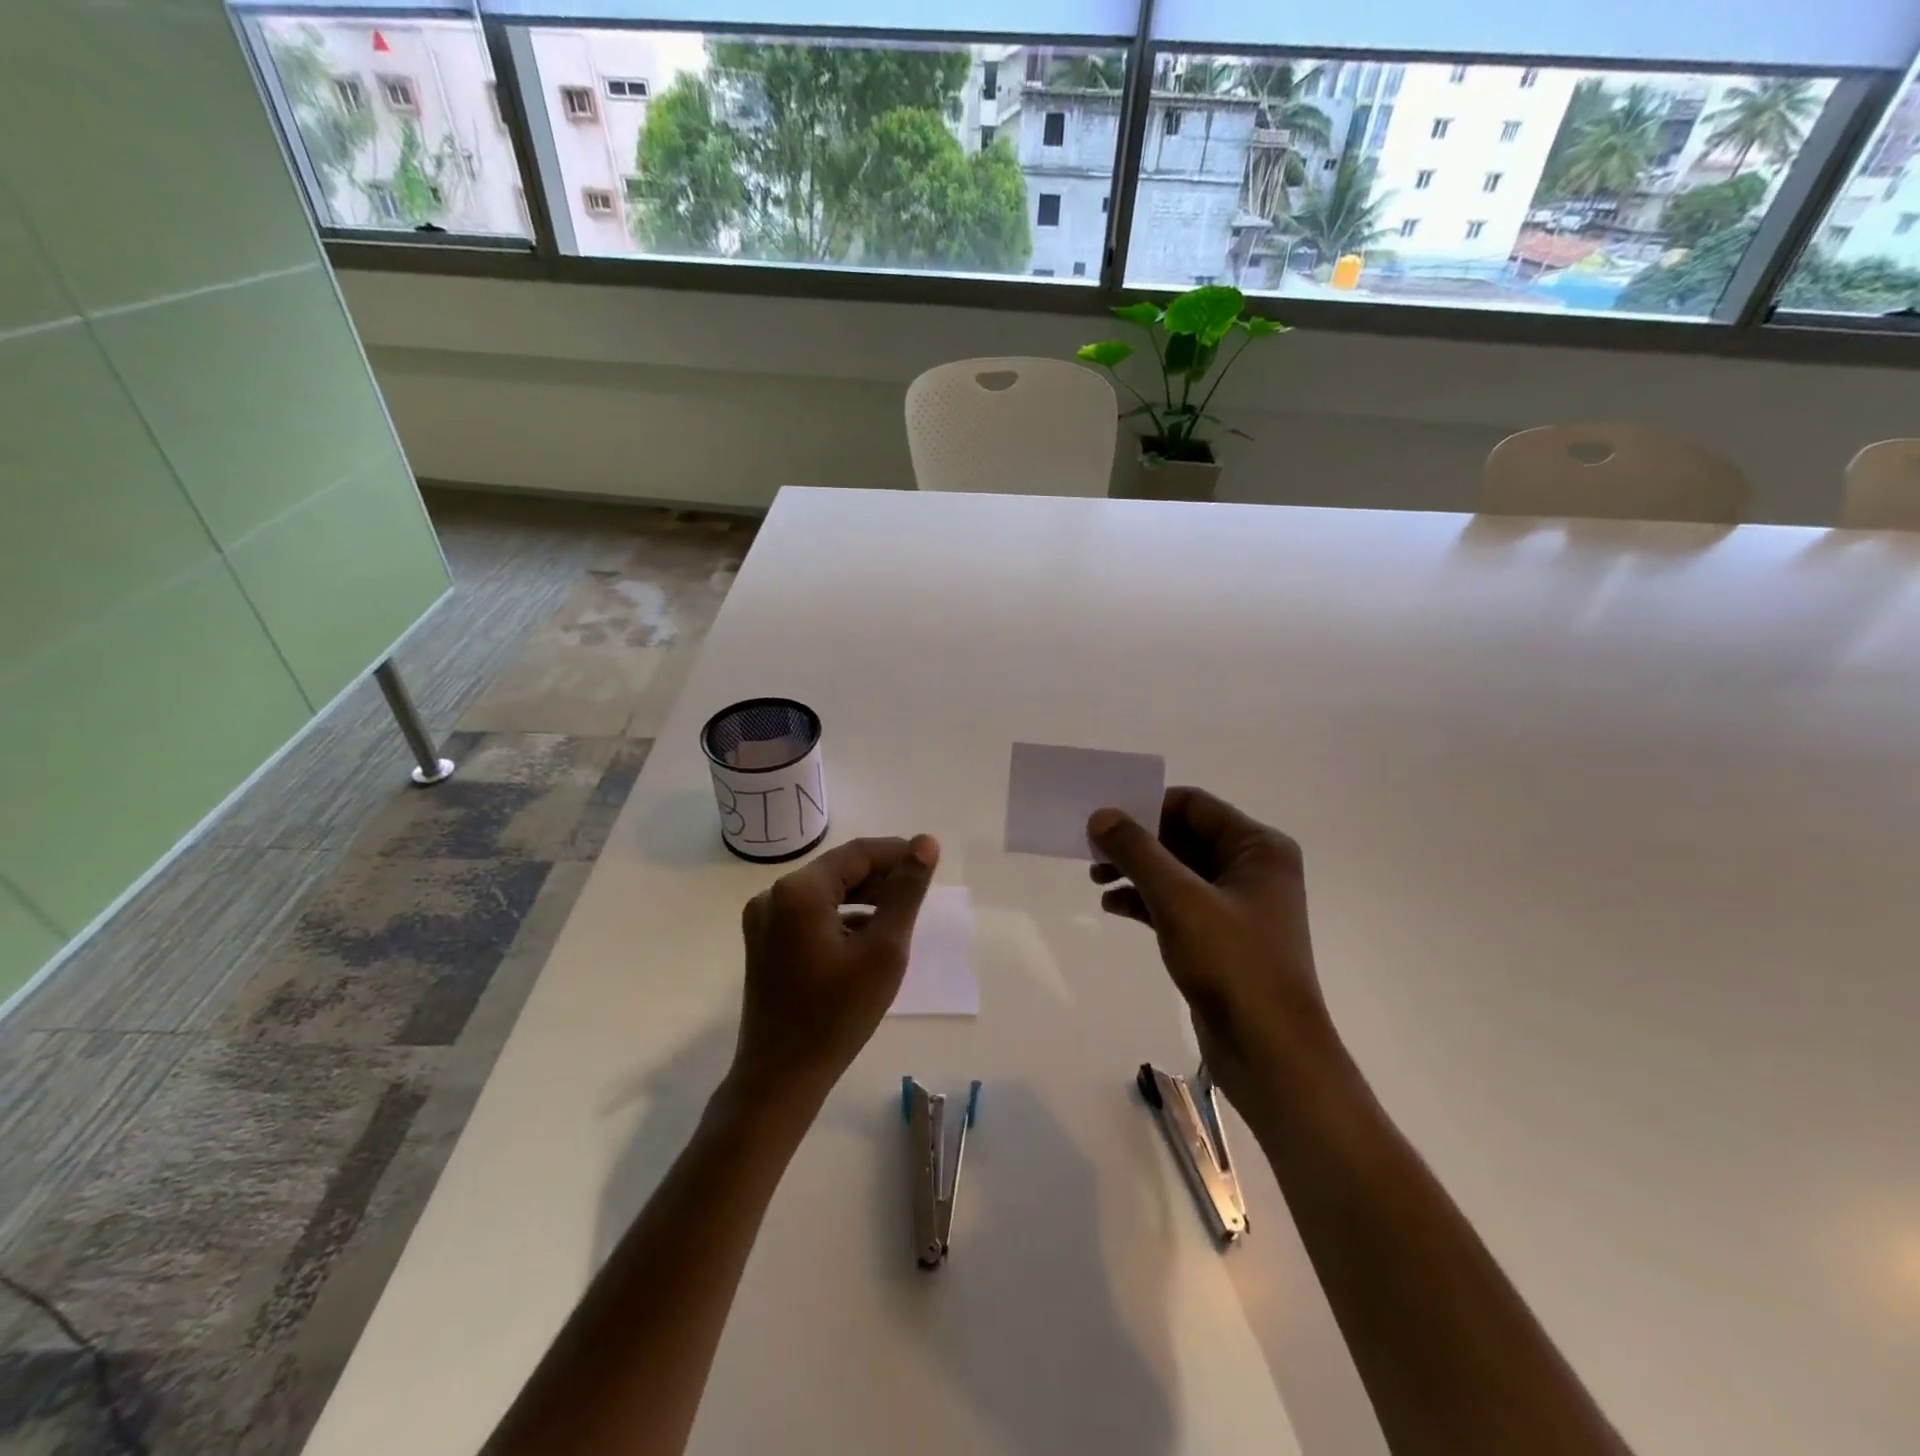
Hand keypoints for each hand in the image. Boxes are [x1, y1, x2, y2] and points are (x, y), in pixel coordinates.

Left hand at [735, 835, 939, 1096]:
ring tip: (900, 914)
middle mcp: (774, 895)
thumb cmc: (838, 1015)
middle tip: (921, 893)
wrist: (781, 1078)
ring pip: (826, 892)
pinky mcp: (765, 942)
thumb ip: (906, 891)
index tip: (932, 863)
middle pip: (839, 870)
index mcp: (799, 890)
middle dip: (882, 876)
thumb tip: (926, 843)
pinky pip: (811, 913)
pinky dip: (842, 916)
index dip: (898, 853)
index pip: (858, 853)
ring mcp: (764, 920)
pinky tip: (868, 936)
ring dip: (864, 896)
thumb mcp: (884, 950)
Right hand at [1088, 789, 1337, 1116]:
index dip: (1146, 808)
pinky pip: (1178, 904)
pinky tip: (1113, 907)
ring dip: (1136, 871)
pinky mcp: (1221, 938)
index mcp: (1258, 847)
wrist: (1270, 1053)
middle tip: (1091, 853)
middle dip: (1137, 843)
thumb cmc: (1233, 963)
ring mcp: (1237, 905)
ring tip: (1096, 881)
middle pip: (1183, 837)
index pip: (1193, 805)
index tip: (1103, 821)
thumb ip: (1138, 852)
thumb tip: (1100, 816)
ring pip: (1177, 871)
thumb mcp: (1180, 900)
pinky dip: (1146, 901)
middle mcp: (1252, 869)